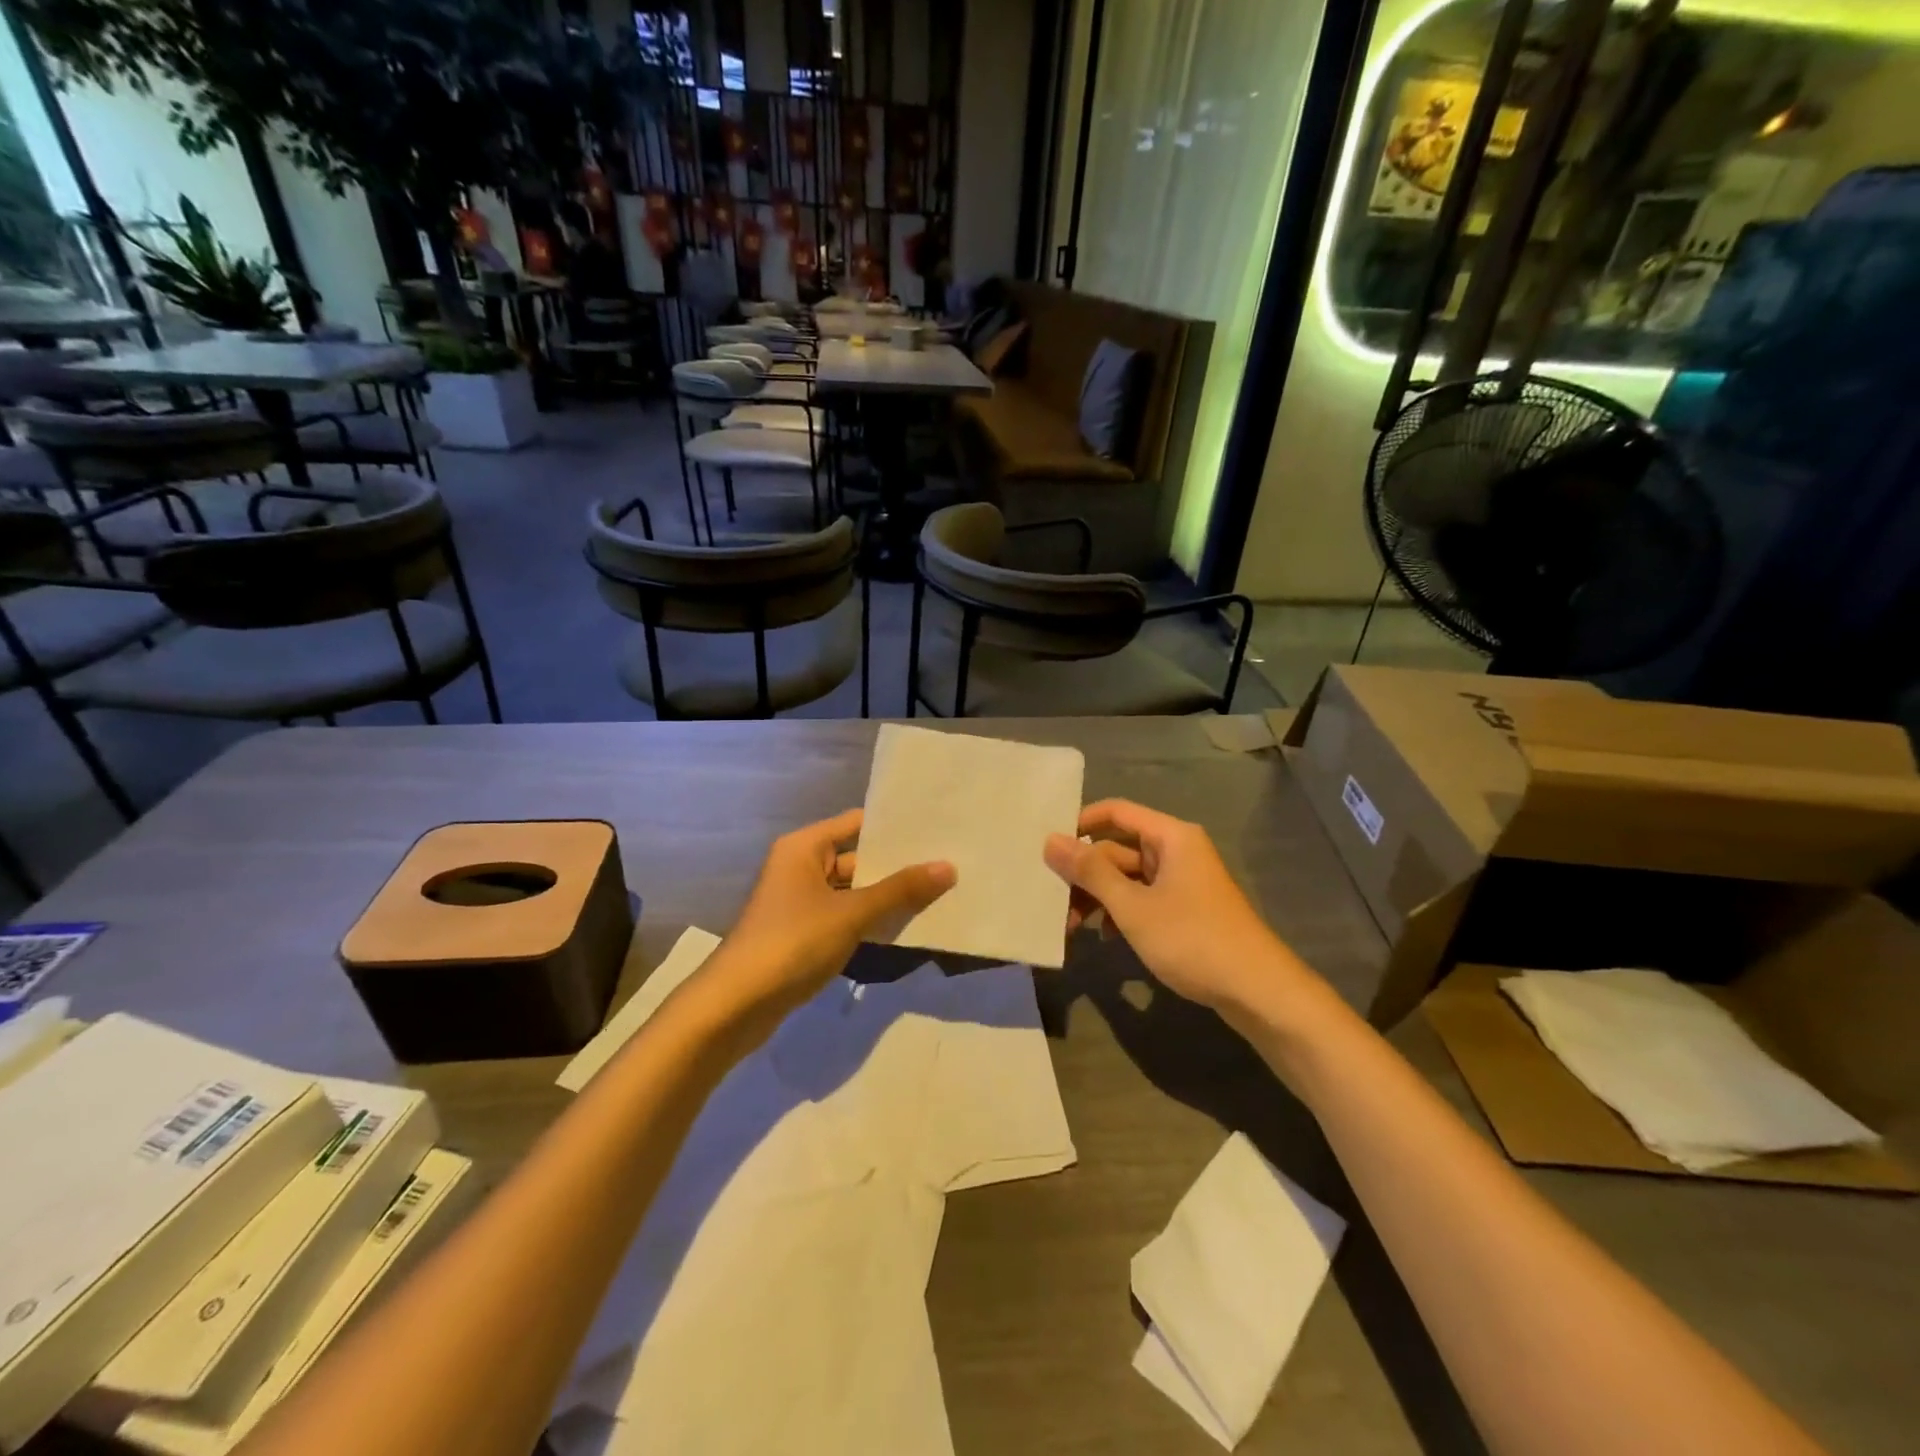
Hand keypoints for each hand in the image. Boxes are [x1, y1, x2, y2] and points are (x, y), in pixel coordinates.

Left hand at [704, 809, 954, 1024]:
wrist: (735, 1006)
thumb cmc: (792, 943)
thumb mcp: (852, 914)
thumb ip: (900, 890)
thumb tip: (948, 867)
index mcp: (804, 847)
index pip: (857, 823)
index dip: (894, 827)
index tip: (936, 827)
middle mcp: (800, 867)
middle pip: (857, 858)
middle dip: (897, 866)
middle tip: (948, 863)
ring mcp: (800, 902)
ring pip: (853, 891)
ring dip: (886, 897)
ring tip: (938, 893)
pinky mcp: (802, 934)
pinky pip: (844, 917)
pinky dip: (870, 921)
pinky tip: (905, 926)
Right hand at [1045, 799, 1296, 1011]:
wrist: (1257, 991)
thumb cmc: (1192, 939)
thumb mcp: (1133, 906)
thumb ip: (1090, 873)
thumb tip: (1050, 840)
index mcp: (1171, 837)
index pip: (1116, 812)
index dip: (1080, 824)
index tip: (1048, 848)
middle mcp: (1177, 851)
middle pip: (1118, 848)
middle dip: (1085, 874)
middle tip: (1052, 900)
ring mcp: (1182, 881)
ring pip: (1127, 877)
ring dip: (1099, 897)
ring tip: (1071, 926)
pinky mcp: (1185, 909)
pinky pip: (1142, 898)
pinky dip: (1120, 912)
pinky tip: (1104, 937)